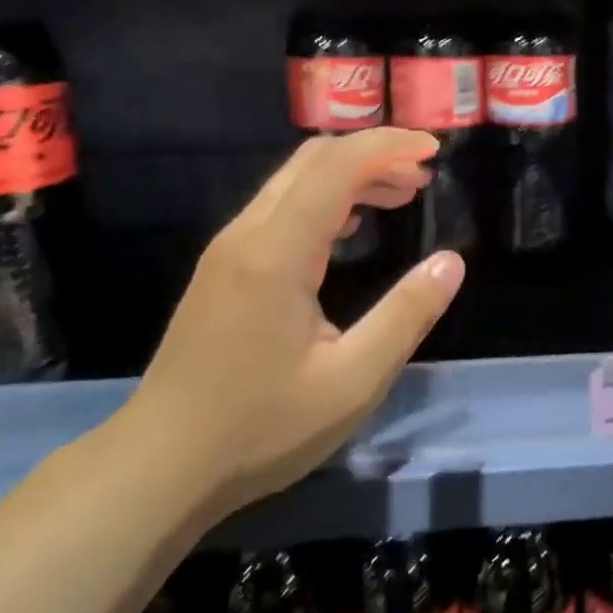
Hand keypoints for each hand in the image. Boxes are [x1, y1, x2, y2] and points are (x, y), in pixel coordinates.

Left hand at [114, 128, 464, 521]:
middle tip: (422, 178)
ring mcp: (228, 251)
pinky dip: (324, 200)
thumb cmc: (261, 428)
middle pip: (312, 161)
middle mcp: (247, 236)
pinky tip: (351, 230)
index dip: (388, 146)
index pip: (336, 166)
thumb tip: (452, 262)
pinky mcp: (223, 271)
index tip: (434, 151)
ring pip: (292, 182)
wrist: (160, 465)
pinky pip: (279, 210)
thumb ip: (406, 315)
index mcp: (278, 254)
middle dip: (372, 154)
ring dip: (349, 176)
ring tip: (400, 197)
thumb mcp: (354, 381)